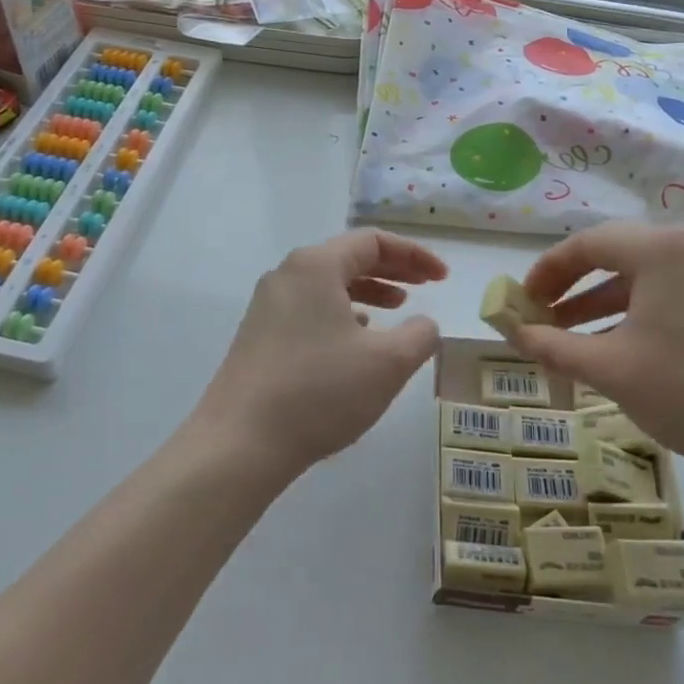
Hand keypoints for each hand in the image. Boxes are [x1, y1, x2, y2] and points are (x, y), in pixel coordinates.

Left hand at [195, 230, 446, 475]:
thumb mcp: (388, 363)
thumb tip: (424, 324)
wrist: (240, 442)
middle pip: (348, 258)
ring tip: (397, 310)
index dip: (414, 255)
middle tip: (427, 286)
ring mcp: (267, 306)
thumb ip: (420, 335)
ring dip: (368, 292)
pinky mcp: (258, 336)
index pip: (373, 241)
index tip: (443, 278)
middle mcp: (287, 275)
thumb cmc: (320, 391)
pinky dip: (342, 315)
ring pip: (328, 285)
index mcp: (315, 266)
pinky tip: (356, 342)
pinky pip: (310, 310)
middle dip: (393, 270)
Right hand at [508, 222, 683, 476]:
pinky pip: (665, 294)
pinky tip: (612, 346)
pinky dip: (630, 314)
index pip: (587, 244)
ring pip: (639, 278)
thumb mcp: (611, 369)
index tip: (520, 301)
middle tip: (539, 315)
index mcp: (662, 250)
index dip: (546, 271)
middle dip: (569, 286)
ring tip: (564, 335)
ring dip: (597, 303)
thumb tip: (513, 332)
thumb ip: (553, 346)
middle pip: (613, 254)